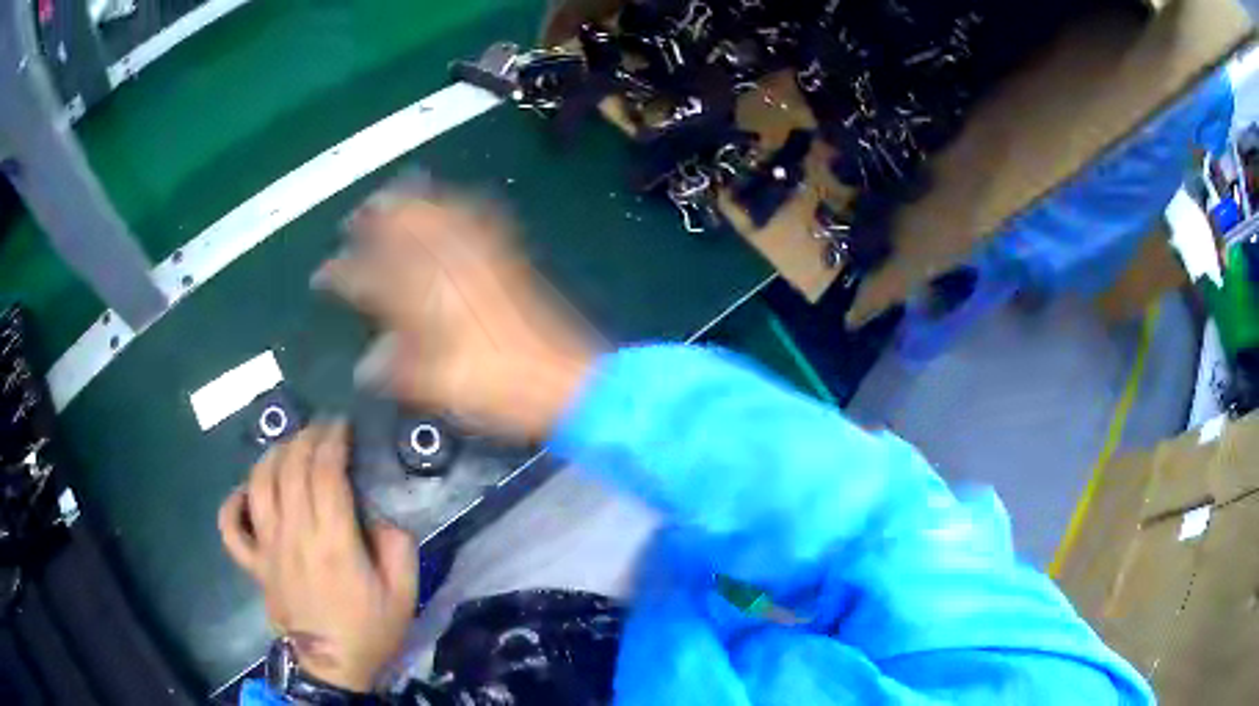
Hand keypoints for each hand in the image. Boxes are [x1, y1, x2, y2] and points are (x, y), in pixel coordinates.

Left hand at [218, 423, 416, 692]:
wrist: (331, 668)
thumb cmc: (369, 631)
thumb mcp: (404, 594)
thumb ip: (401, 547)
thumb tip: (385, 513)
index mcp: (333, 543)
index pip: (325, 472)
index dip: (333, 440)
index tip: (344, 426)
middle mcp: (293, 536)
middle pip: (289, 468)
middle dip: (306, 437)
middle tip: (321, 429)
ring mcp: (267, 549)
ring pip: (258, 485)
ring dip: (272, 455)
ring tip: (289, 447)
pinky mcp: (253, 564)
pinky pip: (231, 527)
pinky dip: (232, 502)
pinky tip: (246, 491)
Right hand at [314, 187, 594, 440]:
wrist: (563, 379)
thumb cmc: (495, 388)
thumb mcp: (436, 387)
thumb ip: (395, 370)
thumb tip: (364, 364)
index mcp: (422, 297)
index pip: (367, 276)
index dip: (339, 273)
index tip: (321, 275)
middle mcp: (446, 264)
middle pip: (401, 224)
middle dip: (371, 217)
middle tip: (353, 220)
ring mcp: (479, 254)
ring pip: (435, 210)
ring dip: (406, 201)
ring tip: (387, 199)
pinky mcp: (506, 255)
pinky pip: (474, 215)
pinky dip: (451, 204)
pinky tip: (445, 203)